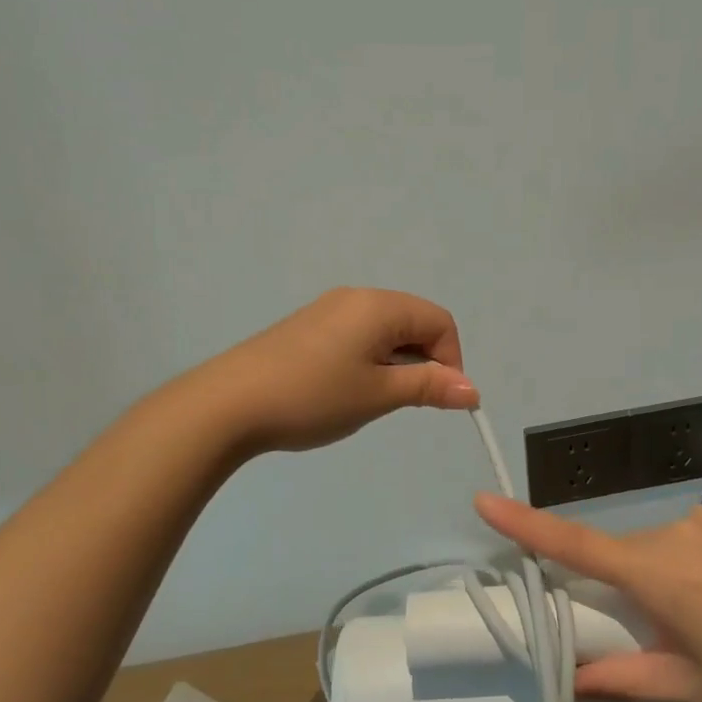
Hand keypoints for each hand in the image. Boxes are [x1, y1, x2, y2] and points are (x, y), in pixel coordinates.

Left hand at [203, 288, 477, 454]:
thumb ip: (428, 386)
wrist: (228, 404)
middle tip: (404, 402)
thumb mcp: (378, 394)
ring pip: (385, 331)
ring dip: (396, 363)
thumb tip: (472, 390)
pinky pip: (358, 335)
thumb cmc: (313, 397)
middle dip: (423, 361)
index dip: (451, 361)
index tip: (438, 399)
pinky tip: (346, 390)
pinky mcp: (308, 327)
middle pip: (414, 322)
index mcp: (380, 306)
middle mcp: (357, 297)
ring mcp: (329, 309)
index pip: (440, 322)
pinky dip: (369, 360)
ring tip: (372, 399)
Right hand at [473, 493, 701, 701]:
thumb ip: (625, 679)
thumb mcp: (693, 685)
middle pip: (627, 555)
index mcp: (657, 573)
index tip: (483, 499)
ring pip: (664, 546)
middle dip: (633, 589)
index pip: (575, 545)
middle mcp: (674, 530)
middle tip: (674, 633)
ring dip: (672, 576)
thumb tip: (572, 680)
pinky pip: (698, 534)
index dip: (525, 524)